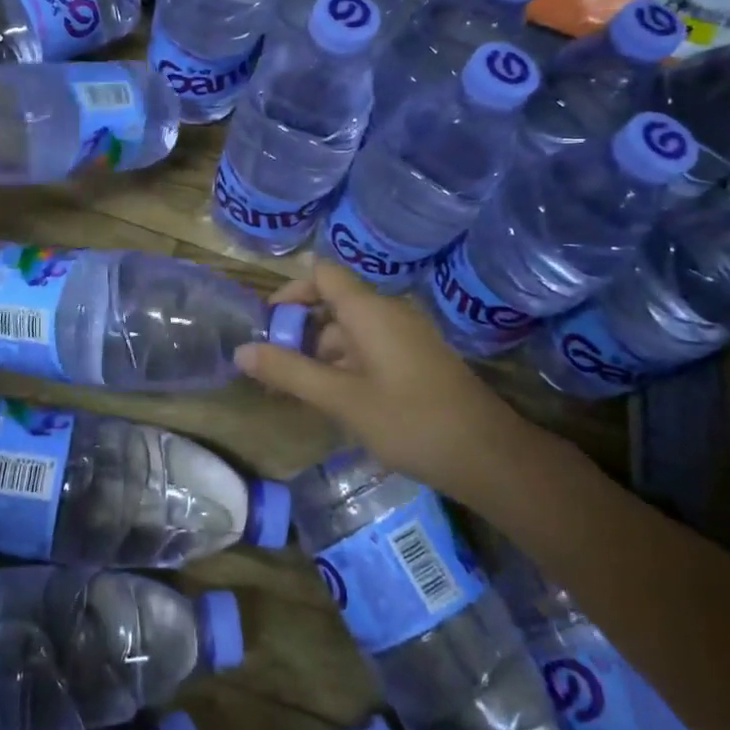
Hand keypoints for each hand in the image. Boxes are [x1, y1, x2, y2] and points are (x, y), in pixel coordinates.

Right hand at [236, 261, 526, 481]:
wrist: (488, 455)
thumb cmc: (409, 420)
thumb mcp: (341, 399)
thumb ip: (290, 372)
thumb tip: (241, 350)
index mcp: (369, 310)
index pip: (322, 274)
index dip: (291, 291)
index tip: (268, 324)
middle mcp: (389, 312)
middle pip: (334, 303)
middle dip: (301, 332)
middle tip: (275, 369)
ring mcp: (407, 336)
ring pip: (352, 330)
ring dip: (322, 353)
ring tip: (301, 393)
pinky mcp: (418, 358)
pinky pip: (372, 348)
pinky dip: (347, 365)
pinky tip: (339, 401)